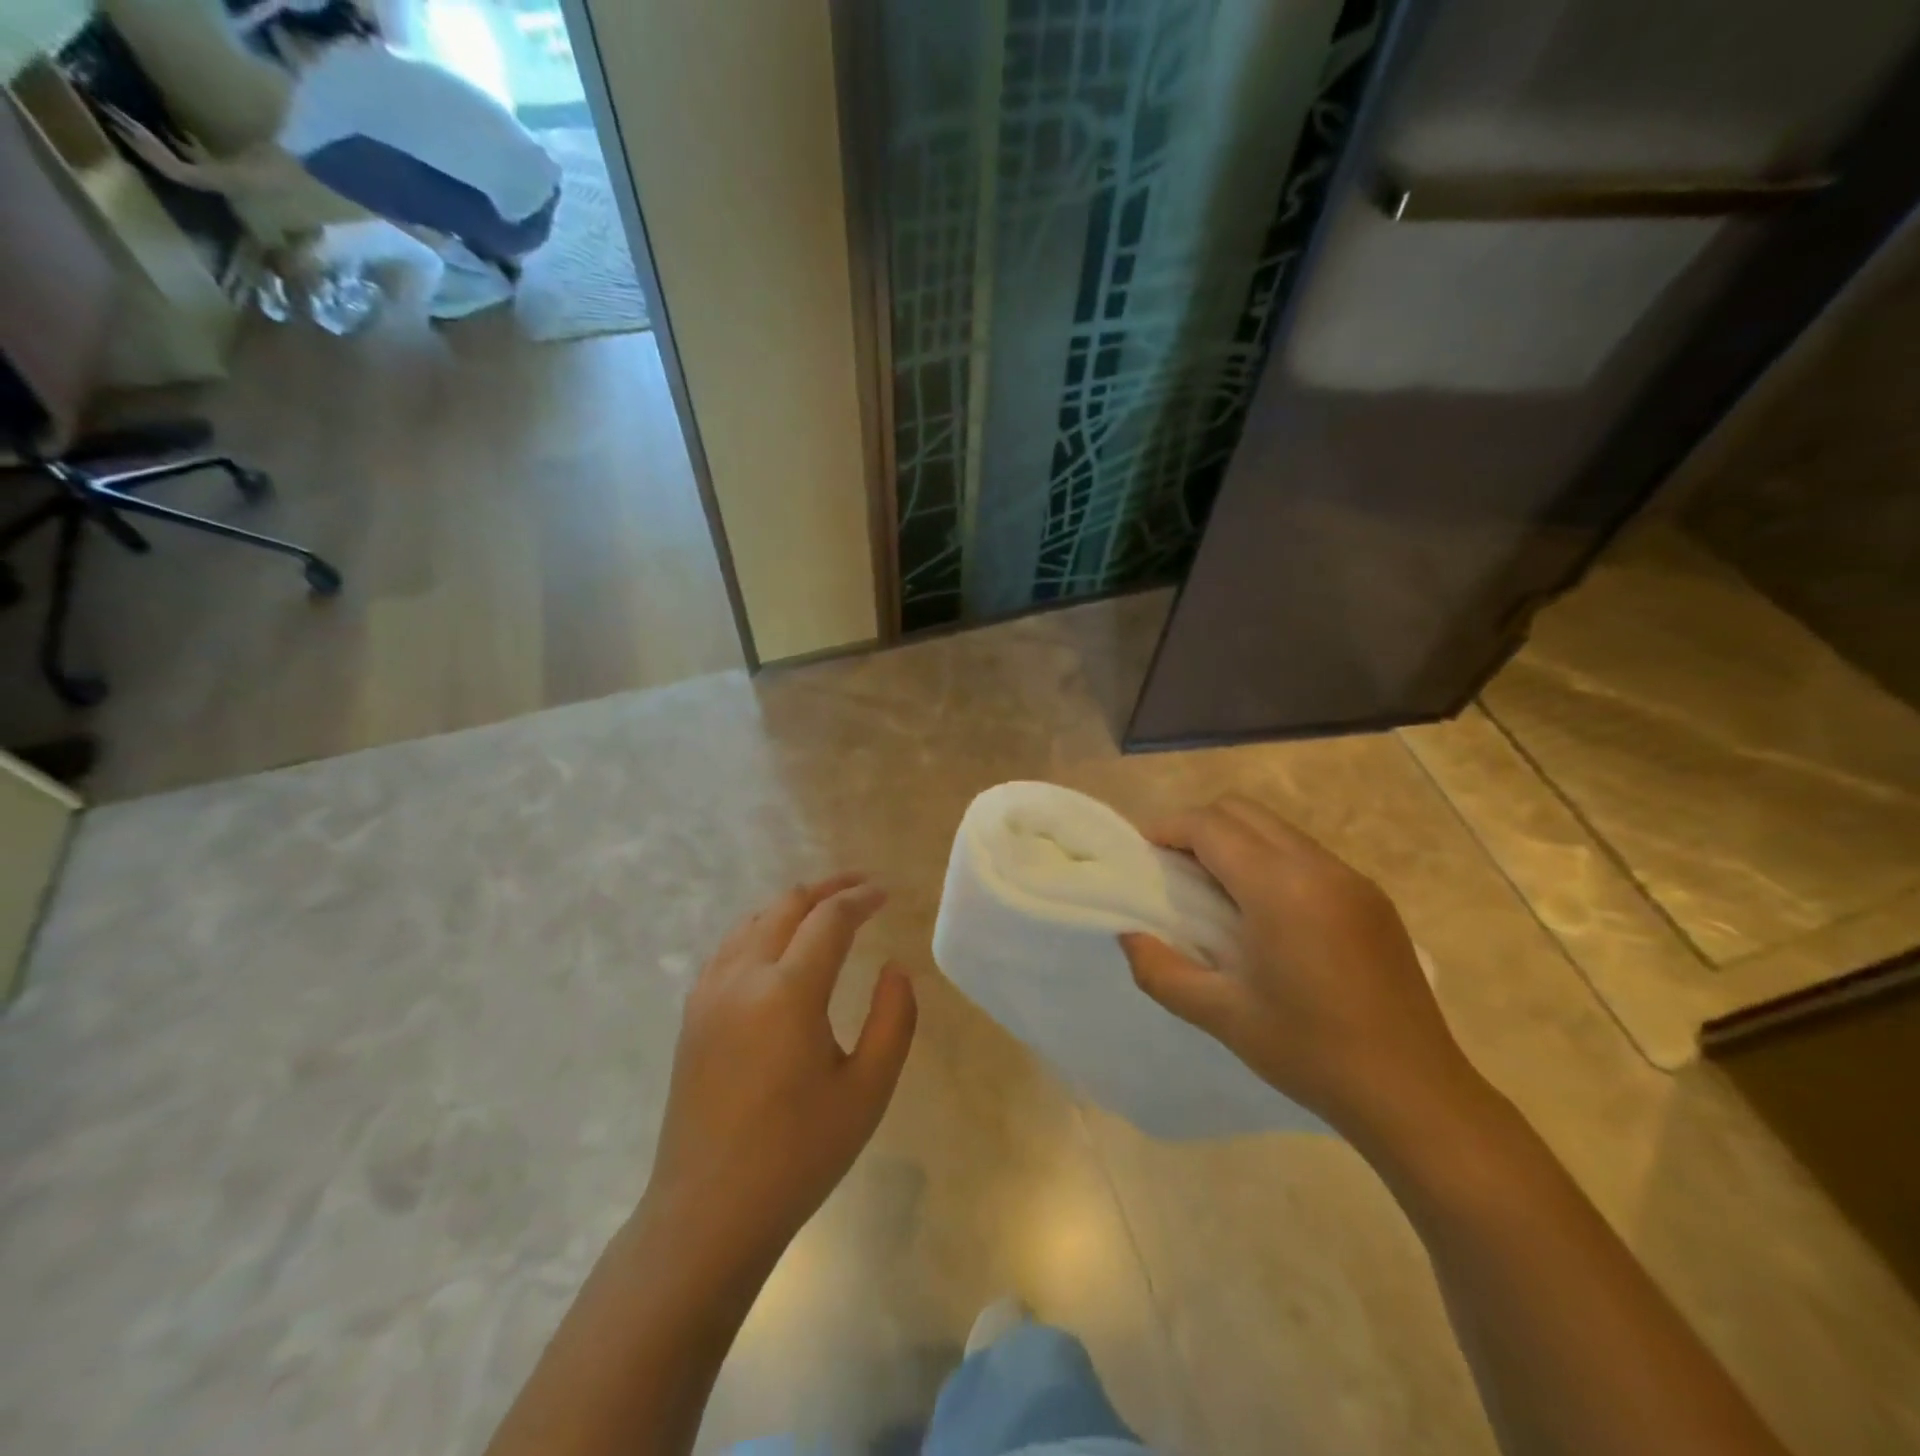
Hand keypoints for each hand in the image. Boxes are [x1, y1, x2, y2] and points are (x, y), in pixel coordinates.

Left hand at [645, 875, 917, 1268]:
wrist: (708, 1213)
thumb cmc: (798, 1155)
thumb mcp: (867, 1091)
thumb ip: (893, 1019)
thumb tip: (895, 968)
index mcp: (787, 992)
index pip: (829, 919)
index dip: (861, 898)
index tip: (887, 893)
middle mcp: (742, 977)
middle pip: (787, 905)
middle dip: (829, 888)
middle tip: (863, 888)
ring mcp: (710, 992)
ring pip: (754, 920)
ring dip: (794, 904)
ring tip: (827, 910)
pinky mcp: (693, 1013)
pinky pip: (731, 946)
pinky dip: (763, 928)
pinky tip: (780, 947)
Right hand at [1120, 796, 1478, 1140]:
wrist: (1415, 1094)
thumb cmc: (1311, 1053)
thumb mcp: (1220, 1016)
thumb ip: (1159, 969)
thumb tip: (1130, 934)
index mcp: (1280, 888)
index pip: (1210, 826)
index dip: (1167, 829)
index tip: (1141, 856)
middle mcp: (1318, 867)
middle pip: (1242, 811)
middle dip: (1197, 827)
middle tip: (1172, 870)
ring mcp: (1351, 878)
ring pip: (1275, 828)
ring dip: (1234, 842)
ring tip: (1213, 892)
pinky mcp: (1371, 897)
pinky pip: (1304, 853)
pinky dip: (1268, 860)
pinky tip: (1263, 913)